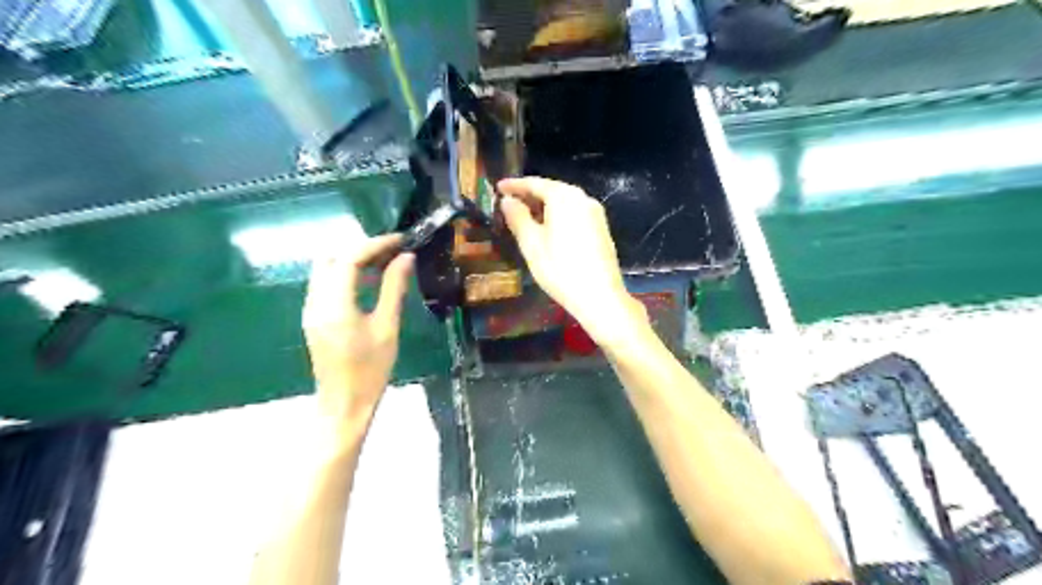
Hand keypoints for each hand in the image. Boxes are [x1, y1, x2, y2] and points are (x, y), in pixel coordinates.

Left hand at [303, 233, 416, 423]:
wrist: (343, 404)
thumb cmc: (370, 370)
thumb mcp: (387, 327)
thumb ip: (394, 289)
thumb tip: (405, 258)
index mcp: (335, 305)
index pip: (349, 259)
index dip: (375, 244)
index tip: (401, 240)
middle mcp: (316, 301)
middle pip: (333, 258)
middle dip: (363, 248)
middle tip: (394, 251)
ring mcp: (311, 309)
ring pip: (327, 269)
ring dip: (354, 259)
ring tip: (386, 263)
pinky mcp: (313, 317)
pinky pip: (327, 283)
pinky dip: (347, 274)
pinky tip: (370, 282)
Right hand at [501, 174, 649, 347]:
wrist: (600, 296)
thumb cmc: (560, 269)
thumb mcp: (531, 244)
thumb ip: (518, 218)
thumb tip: (508, 201)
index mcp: (564, 197)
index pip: (535, 183)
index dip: (514, 185)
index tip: (498, 187)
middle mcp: (582, 198)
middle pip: (552, 190)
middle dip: (529, 195)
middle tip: (509, 202)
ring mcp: (595, 213)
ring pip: (564, 202)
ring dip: (543, 206)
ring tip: (524, 216)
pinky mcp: (601, 228)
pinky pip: (574, 213)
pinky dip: (557, 215)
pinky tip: (547, 229)